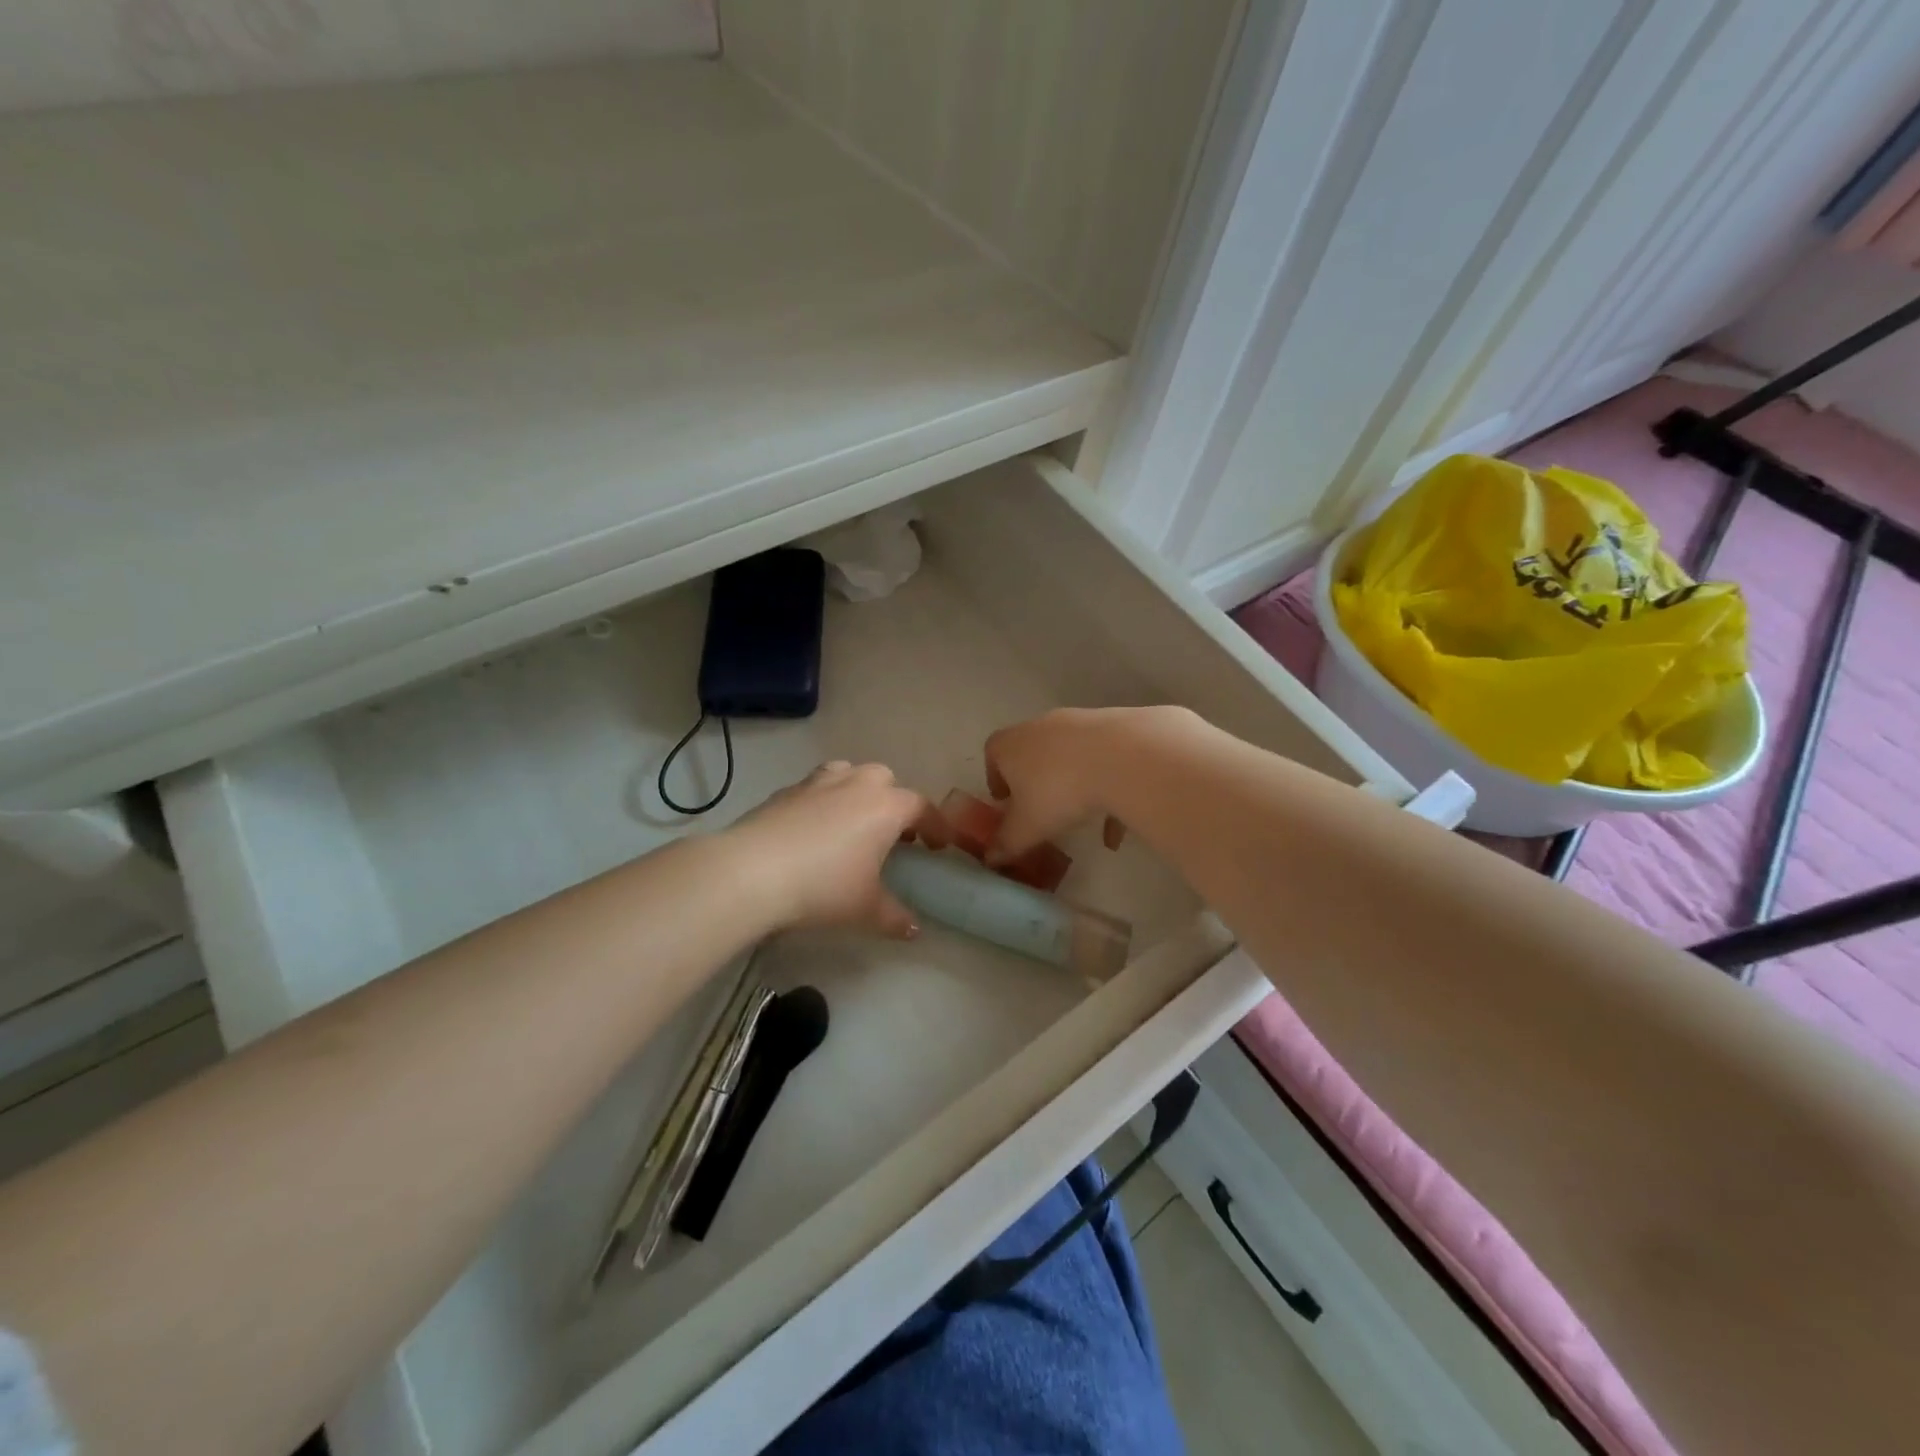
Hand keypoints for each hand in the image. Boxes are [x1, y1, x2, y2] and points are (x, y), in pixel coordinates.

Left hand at [724, 761, 931, 938]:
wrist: (752, 871)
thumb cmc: (823, 887)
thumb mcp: (865, 910)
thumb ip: (894, 917)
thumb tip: (913, 929)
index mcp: (885, 807)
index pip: (921, 807)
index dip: (935, 825)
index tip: (939, 845)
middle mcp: (855, 785)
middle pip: (885, 780)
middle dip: (894, 801)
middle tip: (893, 834)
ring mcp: (817, 783)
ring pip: (848, 774)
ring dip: (857, 792)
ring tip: (853, 822)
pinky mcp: (785, 791)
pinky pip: (815, 788)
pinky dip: (823, 801)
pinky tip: (813, 830)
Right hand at [982, 707, 1160, 862]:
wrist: (1123, 757)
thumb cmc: (1059, 791)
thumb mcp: (1027, 827)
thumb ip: (1007, 844)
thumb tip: (992, 858)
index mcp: (1011, 745)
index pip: (993, 752)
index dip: (996, 777)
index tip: (1005, 801)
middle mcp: (1041, 726)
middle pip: (1032, 752)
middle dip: (1035, 781)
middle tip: (1041, 810)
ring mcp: (1079, 723)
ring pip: (1070, 758)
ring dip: (1074, 786)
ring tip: (1083, 821)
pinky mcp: (1114, 727)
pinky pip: (1104, 762)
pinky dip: (1107, 788)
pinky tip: (1118, 825)